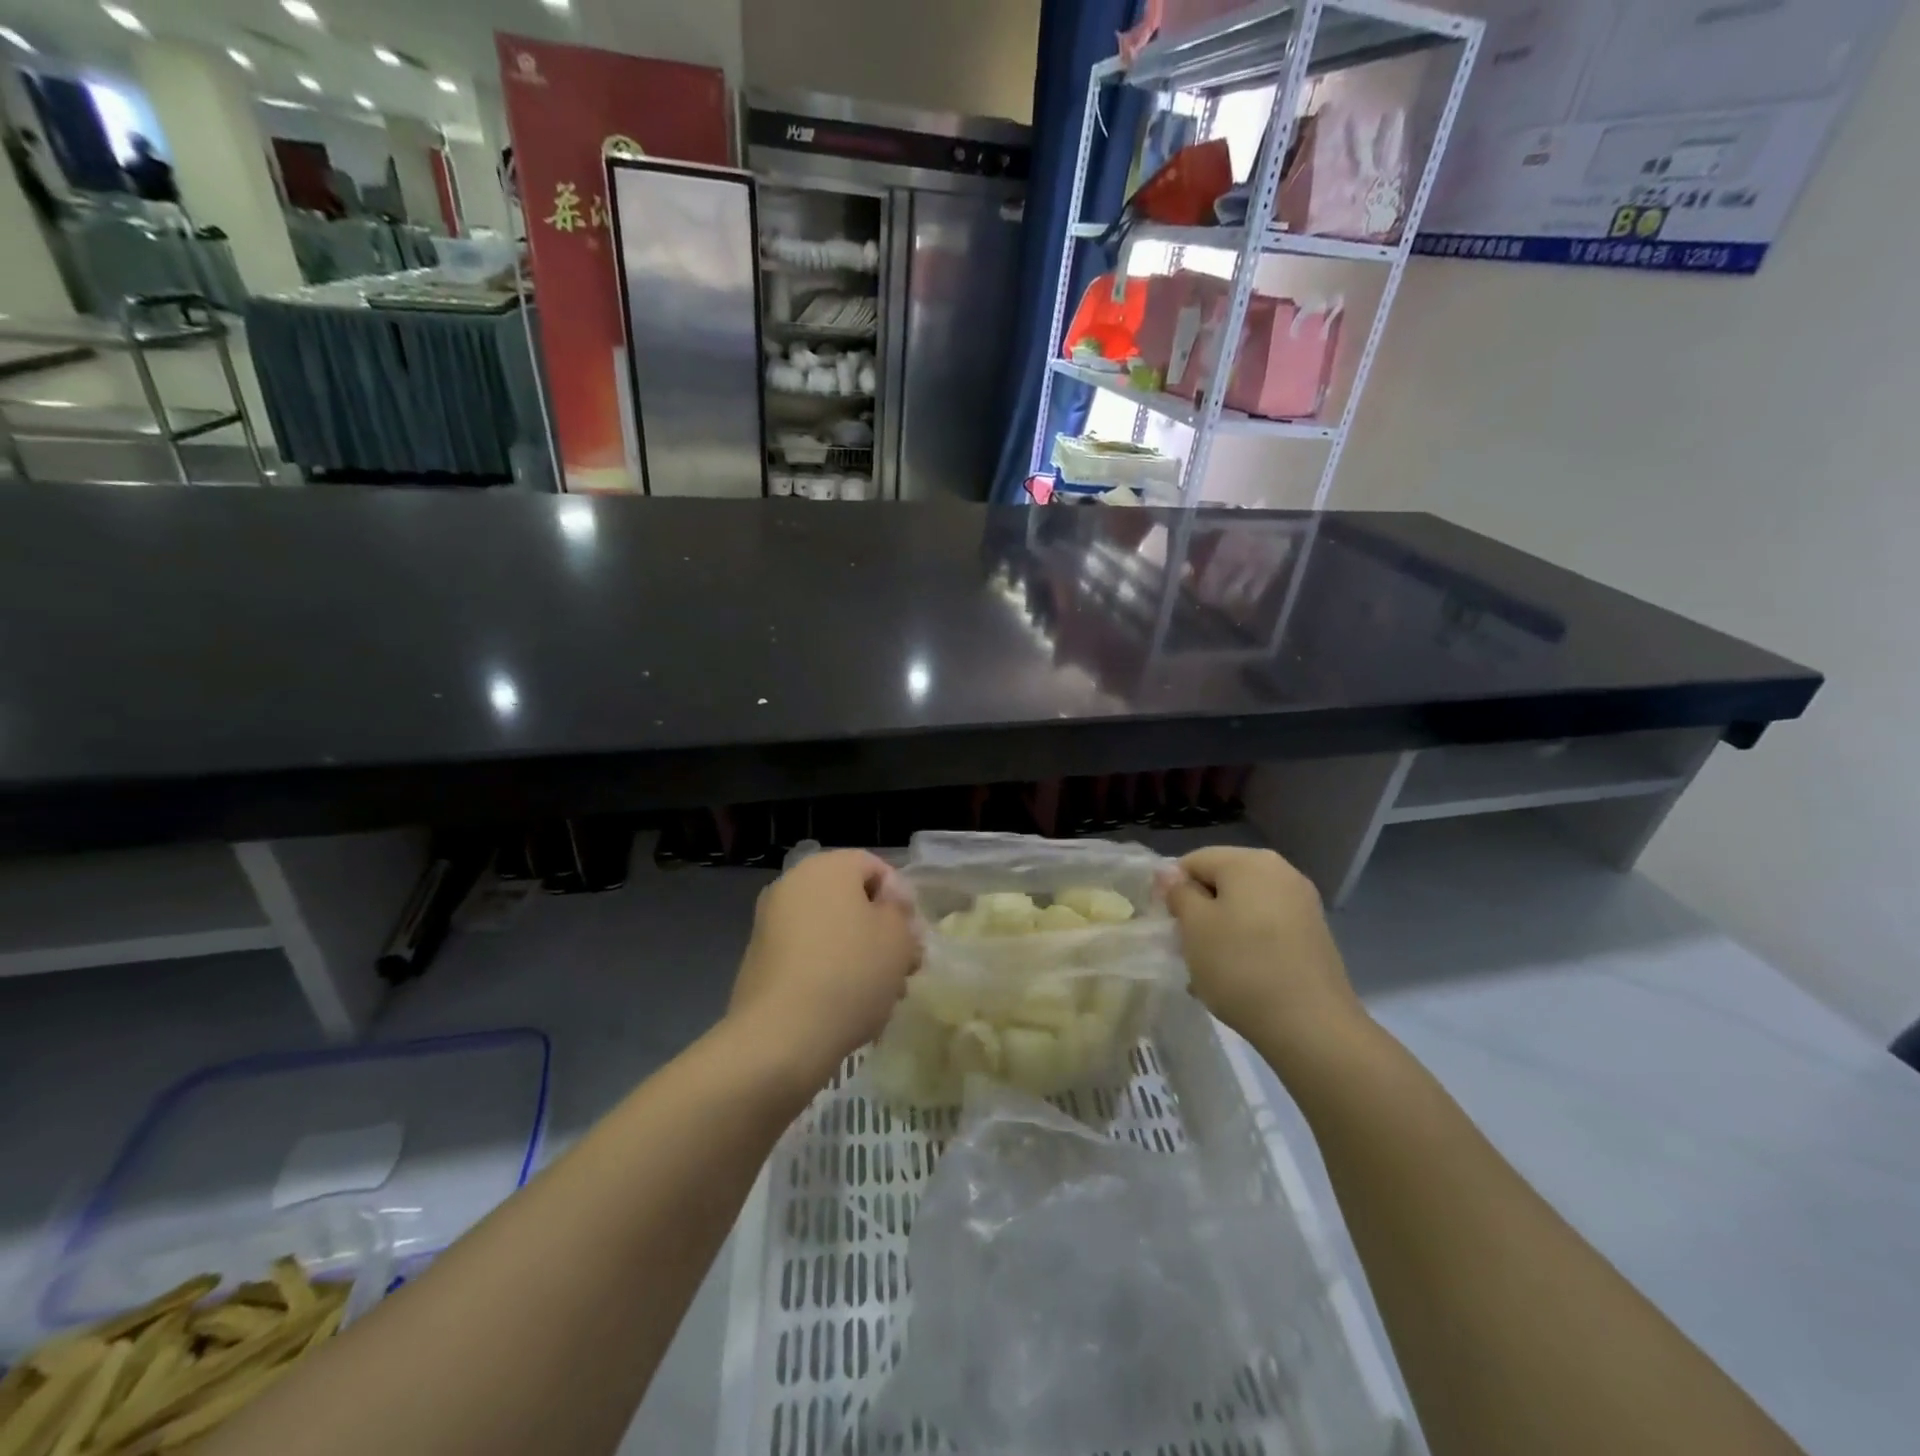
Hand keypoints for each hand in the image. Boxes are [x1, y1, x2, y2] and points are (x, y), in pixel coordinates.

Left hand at [727, 850, 918, 1090]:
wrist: (781, 1037)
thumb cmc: (850, 973)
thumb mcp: (897, 937)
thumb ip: (900, 909)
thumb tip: (888, 899)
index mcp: (826, 867)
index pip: (874, 866)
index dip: (901, 899)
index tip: (913, 936)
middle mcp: (793, 885)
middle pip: (851, 901)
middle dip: (881, 932)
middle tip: (905, 969)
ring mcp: (771, 923)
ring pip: (831, 931)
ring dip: (860, 955)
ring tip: (883, 995)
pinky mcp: (760, 961)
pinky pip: (808, 956)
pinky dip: (830, 972)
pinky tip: (849, 1007)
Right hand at [1166, 847, 1365, 1055]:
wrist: (1312, 1026)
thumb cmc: (1242, 967)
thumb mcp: (1195, 927)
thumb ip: (1178, 893)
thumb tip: (1169, 873)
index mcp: (1249, 861)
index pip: (1193, 861)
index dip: (1172, 889)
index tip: (1167, 925)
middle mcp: (1280, 871)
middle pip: (1221, 882)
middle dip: (1199, 911)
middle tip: (1186, 948)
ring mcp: (1302, 903)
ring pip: (1244, 907)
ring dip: (1221, 930)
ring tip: (1210, 968)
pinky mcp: (1313, 934)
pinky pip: (1266, 927)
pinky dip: (1247, 944)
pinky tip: (1239, 977)